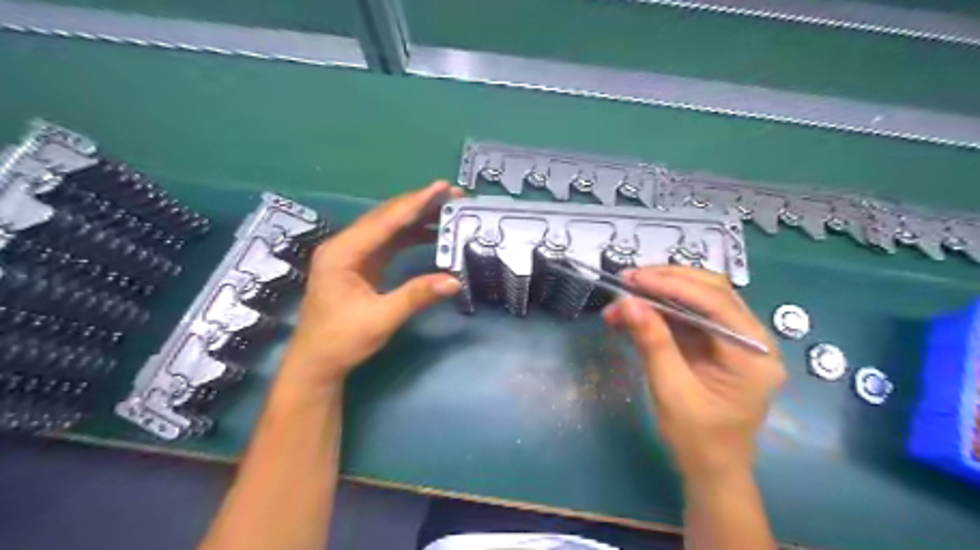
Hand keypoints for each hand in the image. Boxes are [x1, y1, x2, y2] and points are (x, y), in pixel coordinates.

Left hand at [278, 184, 463, 388]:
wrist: (317, 363)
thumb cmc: (342, 341)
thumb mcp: (381, 319)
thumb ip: (416, 296)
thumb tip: (454, 280)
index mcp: (343, 253)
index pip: (385, 220)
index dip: (416, 203)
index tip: (443, 187)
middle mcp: (345, 245)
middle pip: (387, 216)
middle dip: (420, 204)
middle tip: (453, 196)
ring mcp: (352, 254)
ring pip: (389, 226)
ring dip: (417, 217)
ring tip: (448, 211)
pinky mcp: (361, 264)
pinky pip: (389, 242)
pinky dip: (411, 235)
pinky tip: (431, 234)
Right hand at [602, 268, 786, 483]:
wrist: (712, 469)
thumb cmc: (697, 439)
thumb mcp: (671, 391)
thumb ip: (653, 343)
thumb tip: (628, 303)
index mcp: (754, 354)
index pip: (716, 302)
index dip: (673, 285)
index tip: (633, 278)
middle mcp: (752, 338)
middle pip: (711, 291)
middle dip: (666, 281)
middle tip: (627, 280)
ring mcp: (736, 339)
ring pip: (698, 298)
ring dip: (659, 294)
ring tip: (623, 297)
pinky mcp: (717, 343)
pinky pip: (689, 315)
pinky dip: (660, 310)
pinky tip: (634, 313)